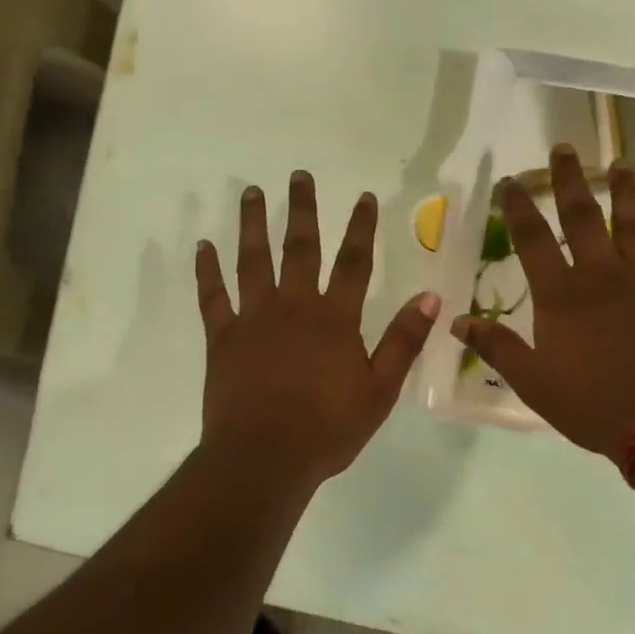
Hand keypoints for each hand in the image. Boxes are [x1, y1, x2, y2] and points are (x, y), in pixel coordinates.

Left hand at [197, 172, 440, 489]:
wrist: (265, 457)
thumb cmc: (328, 429)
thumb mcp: (380, 390)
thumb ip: (403, 341)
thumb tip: (430, 296)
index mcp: (335, 319)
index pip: (354, 263)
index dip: (362, 228)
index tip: (365, 197)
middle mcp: (294, 307)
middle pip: (300, 249)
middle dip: (302, 210)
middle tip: (298, 176)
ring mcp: (253, 319)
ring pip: (253, 261)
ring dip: (253, 225)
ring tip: (252, 192)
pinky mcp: (222, 338)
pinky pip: (213, 296)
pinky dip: (208, 270)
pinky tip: (205, 246)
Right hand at [452, 145, 634, 461]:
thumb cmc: (592, 403)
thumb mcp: (532, 382)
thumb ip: (496, 347)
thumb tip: (457, 321)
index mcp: (560, 295)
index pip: (532, 240)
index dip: (518, 208)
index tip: (510, 181)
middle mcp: (602, 275)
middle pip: (583, 218)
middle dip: (569, 182)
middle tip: (564, 149)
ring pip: (634, 226)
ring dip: (626, 194)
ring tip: (620, 165)